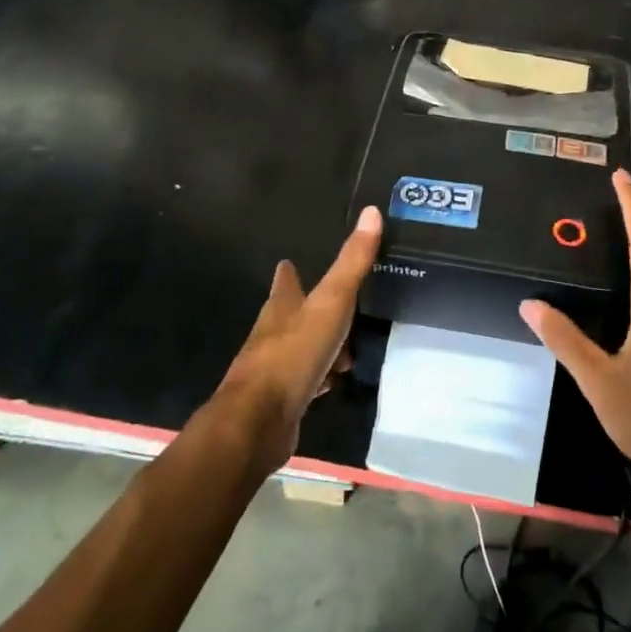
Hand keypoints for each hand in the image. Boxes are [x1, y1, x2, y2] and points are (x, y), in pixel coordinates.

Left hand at [214, 206, 381, 468]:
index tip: (289, 263)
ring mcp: (273, 368)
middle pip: (293, 315)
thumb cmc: (294, 353)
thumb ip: (352, 262)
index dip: (289, 272)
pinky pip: (304, 382)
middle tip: (342, 310)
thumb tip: (371, 211)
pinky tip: (329, 385)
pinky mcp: (280, 400)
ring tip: (346, 352)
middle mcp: (272, 333)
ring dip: (321, 348)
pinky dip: (318, 379)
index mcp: (281, 306)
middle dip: (314, 312)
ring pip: (301, 350)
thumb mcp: (331, 302)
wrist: (259, 419)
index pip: (285, 281)